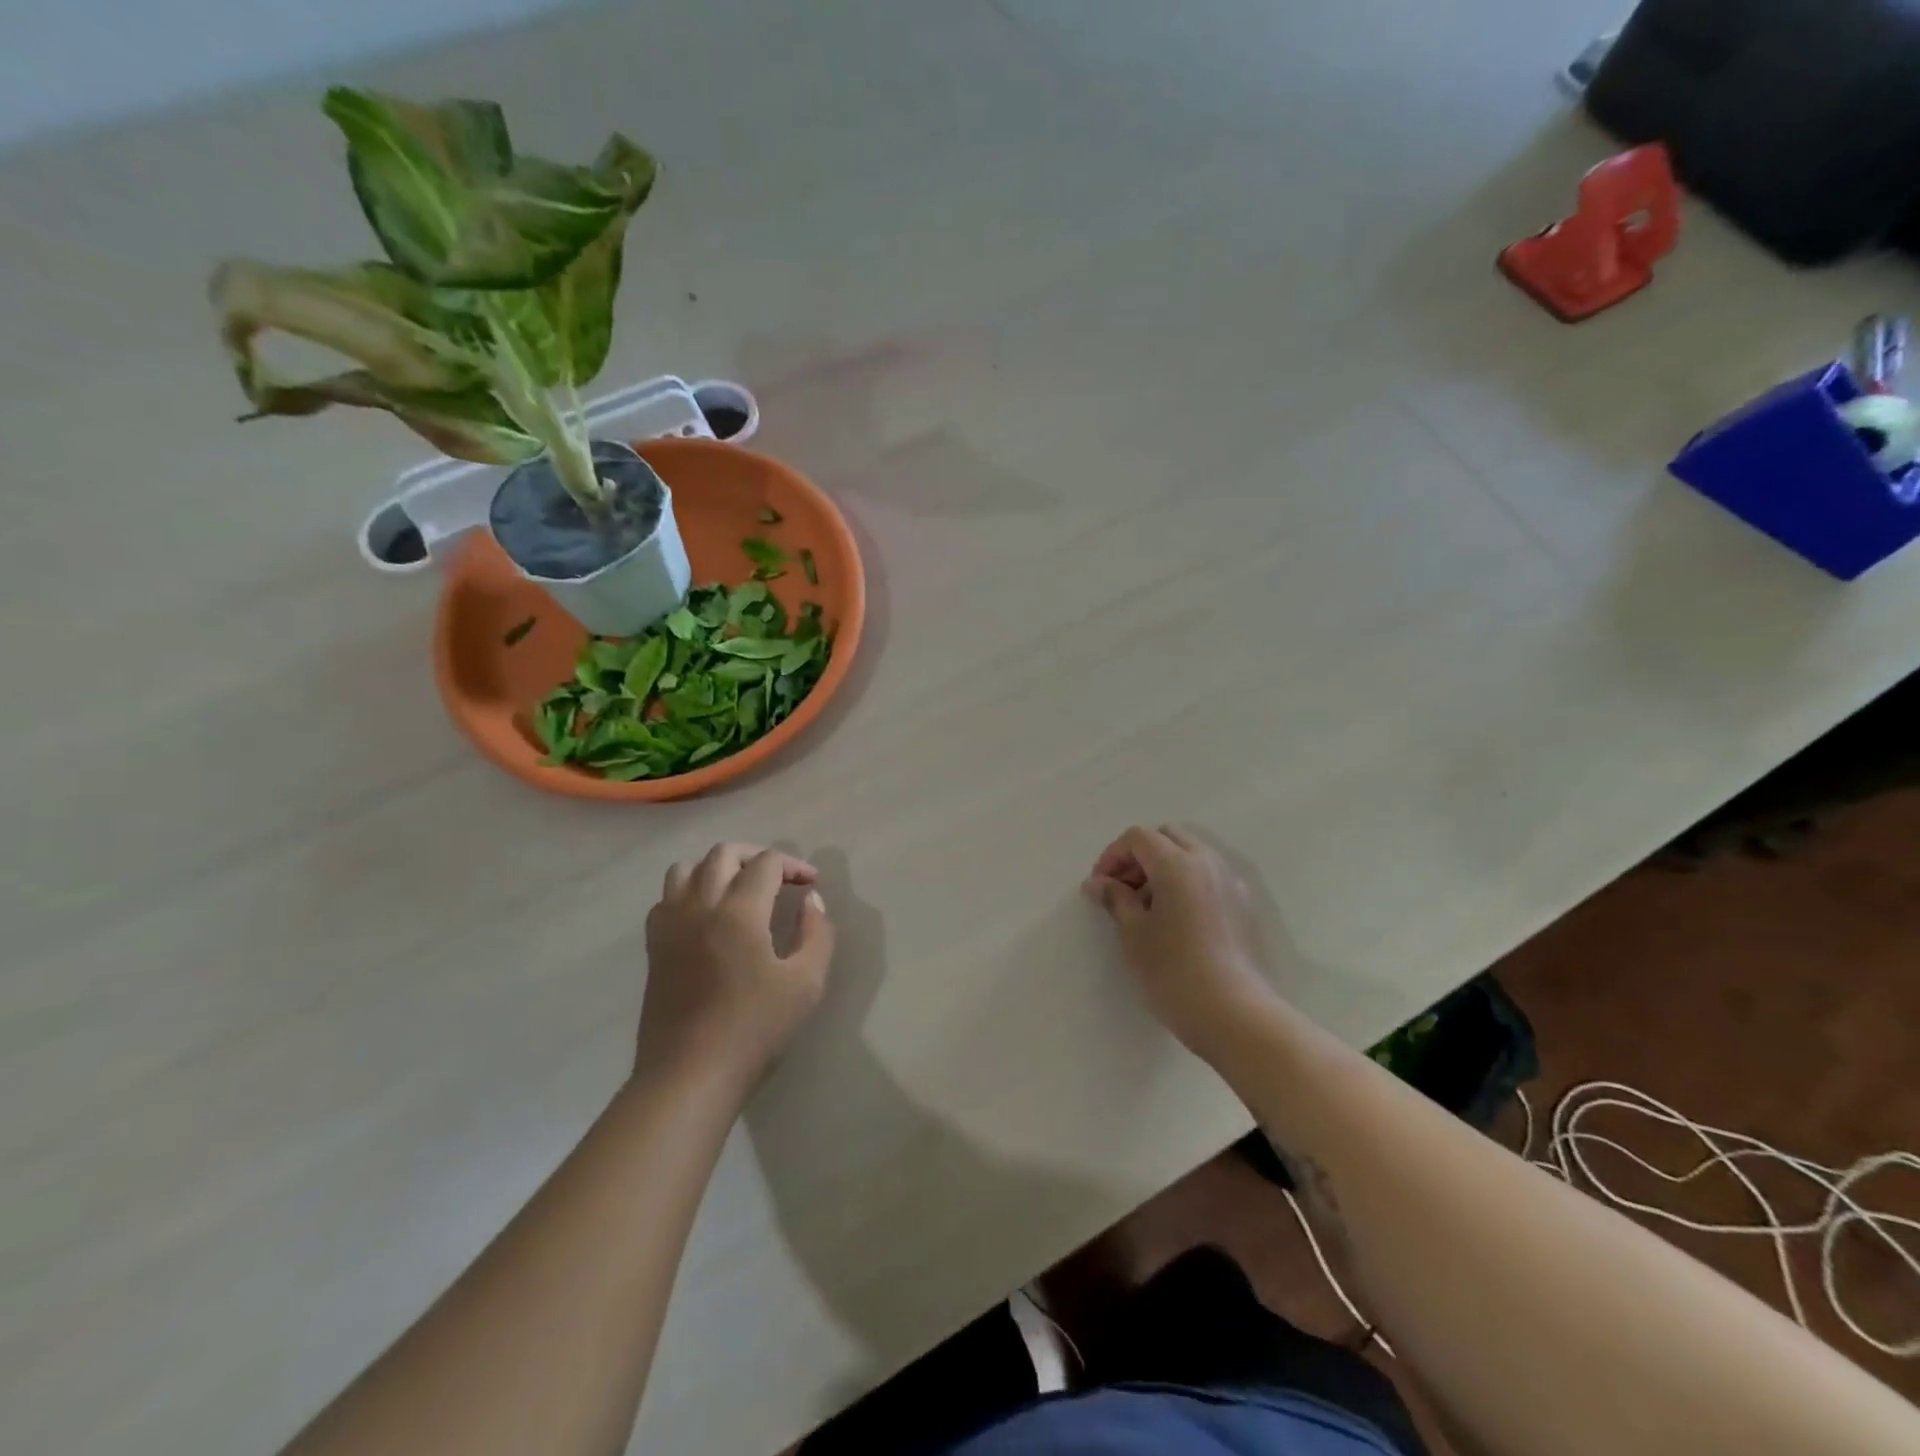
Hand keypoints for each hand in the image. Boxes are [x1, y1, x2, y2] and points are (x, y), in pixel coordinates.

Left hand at [638, 843, 835, 1093]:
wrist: (690, 1075)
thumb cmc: (754, 1030)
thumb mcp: (806, 983)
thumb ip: (816, 934)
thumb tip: (812, 902)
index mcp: (739, 911)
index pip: (766, 862)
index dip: (794, 866)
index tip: (811, 886)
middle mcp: (699, 905)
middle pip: (724, 853)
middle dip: (756, 856)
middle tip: (780, 878)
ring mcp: (670, 924)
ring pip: (686, 868)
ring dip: (717, 867)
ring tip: (740, 888)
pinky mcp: (653, 946)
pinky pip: (666, 898)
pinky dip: (689, 891)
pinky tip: (707, 916)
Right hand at [1082, 825, 1276, 1063]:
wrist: (1235, 1015)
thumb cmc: (1174, 971)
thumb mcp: (1133, 933)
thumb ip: (1115, 898)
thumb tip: (1097, 883)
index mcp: (1177, 864)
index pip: (1139, 837)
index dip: (1113, 855)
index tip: (1100, 886)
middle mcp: (1208, 863)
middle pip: (1168, 837)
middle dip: (1139, 855)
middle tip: (1122, 889)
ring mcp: (1231, 883)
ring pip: (1191, 854)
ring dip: (1164, 867)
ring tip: (1147, 906)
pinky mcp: (1243, 906)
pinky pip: (1209, 876)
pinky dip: (1186, 881)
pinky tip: (1176, 919)